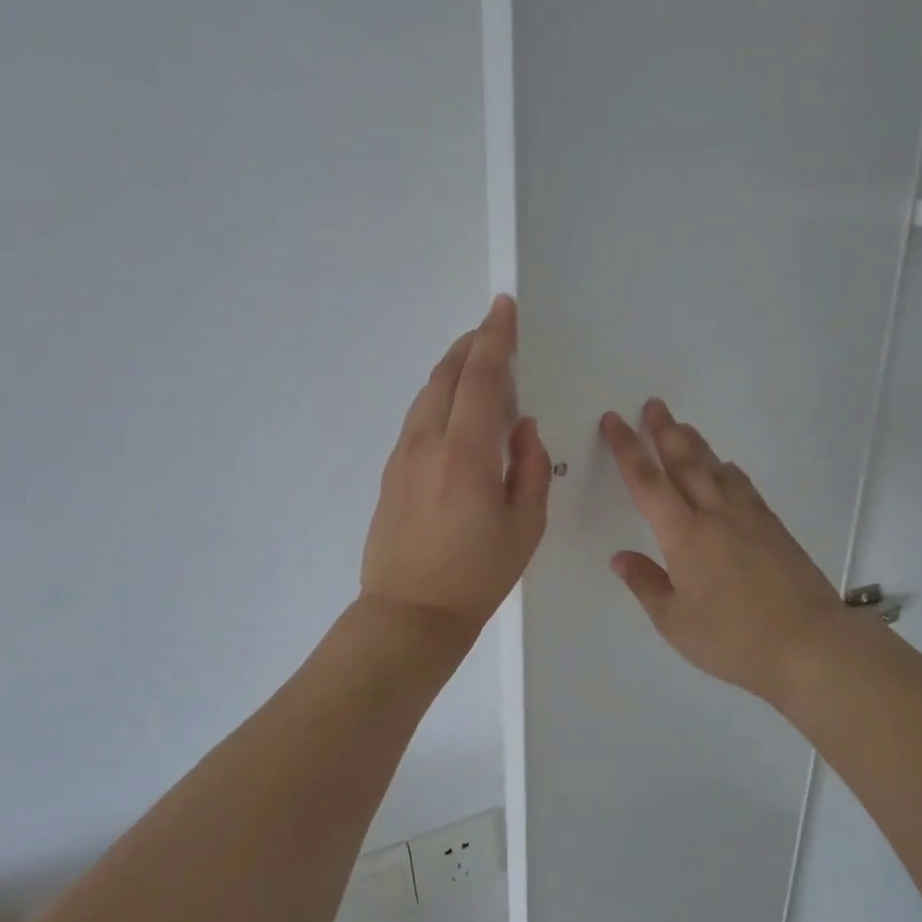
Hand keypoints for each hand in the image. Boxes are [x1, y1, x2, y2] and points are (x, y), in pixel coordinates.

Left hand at [360, 295, 550, 637]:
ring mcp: (403, 456)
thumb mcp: (525, 526)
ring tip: (475, 363)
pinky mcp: (391, 472)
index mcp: (466, 454)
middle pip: (446, 375)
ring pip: (427, 394)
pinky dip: (439, 397)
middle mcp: (428, 443)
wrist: (409, 613)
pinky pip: (418, 418)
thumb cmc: (477, 575)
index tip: (504, 308)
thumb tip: (523, 428)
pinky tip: (454, 410)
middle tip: (493, 330)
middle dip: (471, 345)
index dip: (494, 338)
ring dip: (452, 369)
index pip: (480, 378)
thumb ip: (529, 468)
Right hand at [601, 399, 863, 706]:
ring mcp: (748, 518)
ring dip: (695, 443)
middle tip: (654, 404)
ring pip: (716, 467)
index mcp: (683, 535)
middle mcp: (714, 515)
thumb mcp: (675, 623)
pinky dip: (727, 470)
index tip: (614, 420)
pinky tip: (726, 470)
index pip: (647, 482)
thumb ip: (646, 585)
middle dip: (664, 430)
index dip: (626, 449)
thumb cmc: (734, 638)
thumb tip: (621, 558)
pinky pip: (743, 485)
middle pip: (684, 461)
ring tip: (682, 426)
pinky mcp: (773, 527)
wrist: (811, 644)